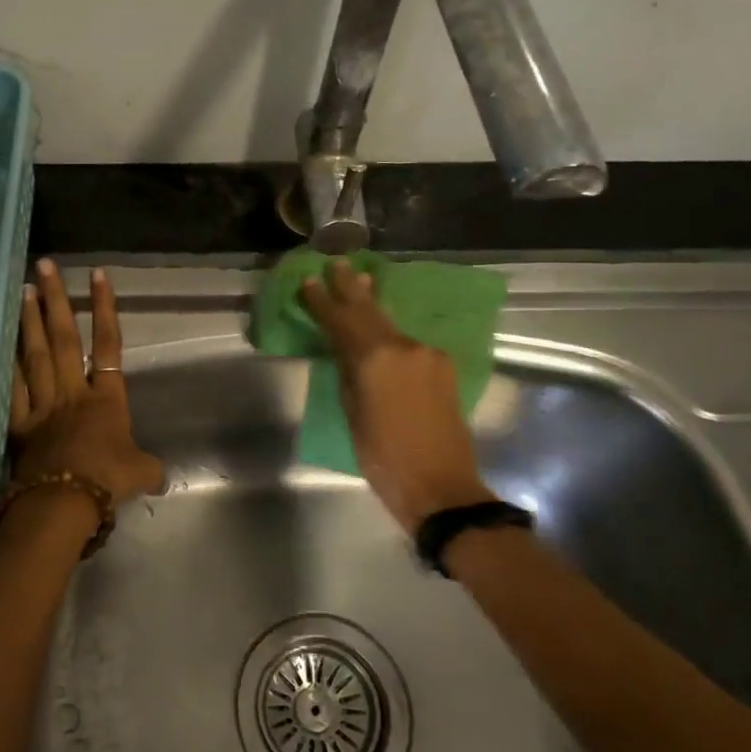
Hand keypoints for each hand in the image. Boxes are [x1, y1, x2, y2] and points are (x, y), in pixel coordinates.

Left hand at [8, 260, 164, 508]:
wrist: (65, 501)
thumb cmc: (107, 480)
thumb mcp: (140, 473)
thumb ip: (149, 469)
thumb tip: (162, 479)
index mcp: (107, 398)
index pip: (108, 344)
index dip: (105, 308)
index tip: (97, 275)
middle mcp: (73, 392)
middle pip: (65, 338)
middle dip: (57, 300)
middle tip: (44, 267)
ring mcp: (43, 405)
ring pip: (35, 355)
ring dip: (30, 321)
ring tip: (23, 290)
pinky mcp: (19, 424)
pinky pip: (13, 388)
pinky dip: (6, 365)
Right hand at [299, 258, 494, 531]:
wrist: (442, 487)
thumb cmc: (385, 459)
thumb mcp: (353, 416)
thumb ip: (349, 376)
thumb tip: (347, 355)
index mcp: (375, 359)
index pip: (341, 322)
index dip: (322, 302)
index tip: (308, 282)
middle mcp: (404, 347)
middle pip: (370, 311)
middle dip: (351, 288)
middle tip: (338, 264)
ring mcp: (427, 355)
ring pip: (391, 325)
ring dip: (373, 305)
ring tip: (362, 282)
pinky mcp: (443, 368)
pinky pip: (408, 342)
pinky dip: (390, 332)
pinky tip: (383, 327)